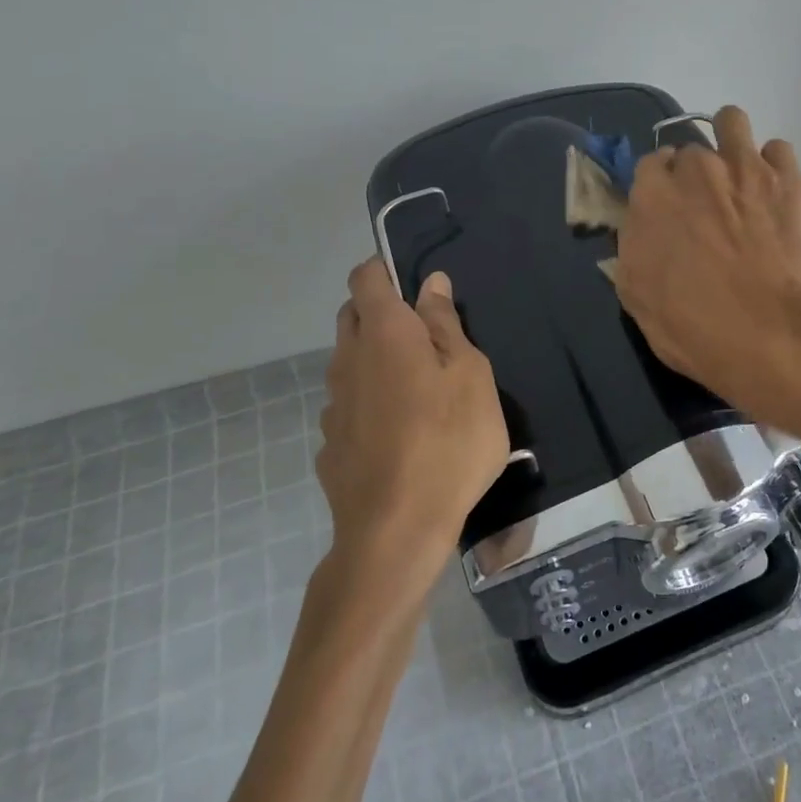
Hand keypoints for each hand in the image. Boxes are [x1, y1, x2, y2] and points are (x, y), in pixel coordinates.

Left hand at [317, 259, 509, 584]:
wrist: (396, 530)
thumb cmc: (449, 441)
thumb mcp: (470, 376)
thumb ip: (446, 325)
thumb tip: (430, 284)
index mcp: (385, 333)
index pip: (365, 277)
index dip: (384, 271)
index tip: (414, 286)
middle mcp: (349, 360)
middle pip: (353, 316)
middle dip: (382, 313)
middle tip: (426, 339)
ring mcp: (333, 404)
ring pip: (349, 363)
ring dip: (376, 361)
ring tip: (418, 392)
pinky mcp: (330, 444)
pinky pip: (349, 406)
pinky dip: (369, 404)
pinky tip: (398, 435)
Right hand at [614, 106, 800, 418]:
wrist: (771, 330)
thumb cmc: (694, 326)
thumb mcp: (637, 297)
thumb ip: (634, 250)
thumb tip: (641, 232)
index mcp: (652, 195)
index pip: (649, 165)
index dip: (659, 185)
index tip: (669, 207)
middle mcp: (695, 168)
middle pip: (690, 149)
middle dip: (695, 173)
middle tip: (708, 207)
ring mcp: (744, 166)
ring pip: (731, 121)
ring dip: (730, 142)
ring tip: (739, 174)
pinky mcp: (787, 177)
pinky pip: (778, 148)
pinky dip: (774, 165)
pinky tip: (775, 191)